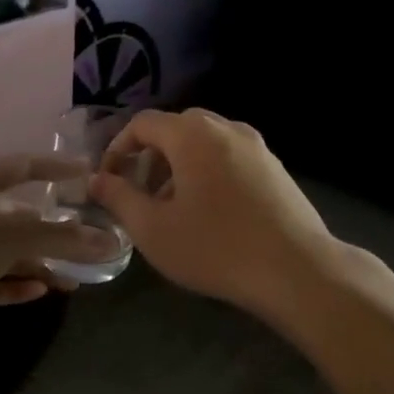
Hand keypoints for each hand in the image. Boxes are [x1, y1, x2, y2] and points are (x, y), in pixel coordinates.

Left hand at [0, 155, 119, 351]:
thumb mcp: (11, 237)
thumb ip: (63, 239)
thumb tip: (112, 242)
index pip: (21, 167)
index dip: (55, 169)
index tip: (87, 172)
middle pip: (17, 214)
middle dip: (52, 228)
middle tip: (87, 238)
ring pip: (5, 251)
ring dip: (37, 262)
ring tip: (73, 279)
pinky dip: (14, 283)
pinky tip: (40, 291)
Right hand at [89, 108, 339, 313]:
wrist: (296, 269)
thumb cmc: (216, 248)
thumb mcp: (154, 229)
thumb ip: (119, 198)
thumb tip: (97, 179)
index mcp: (192, 135)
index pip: (143, 123)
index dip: (118, 148)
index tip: (109, 181)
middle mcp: (225, 128)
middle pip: (176, 128)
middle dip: (150, 156)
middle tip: (140, 193)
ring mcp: (256, 145)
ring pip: (205, 142)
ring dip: (180, 165)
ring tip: (173, 207)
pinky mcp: (275, 166)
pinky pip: (229, 156)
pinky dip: (208, 171)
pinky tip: (211, 212)